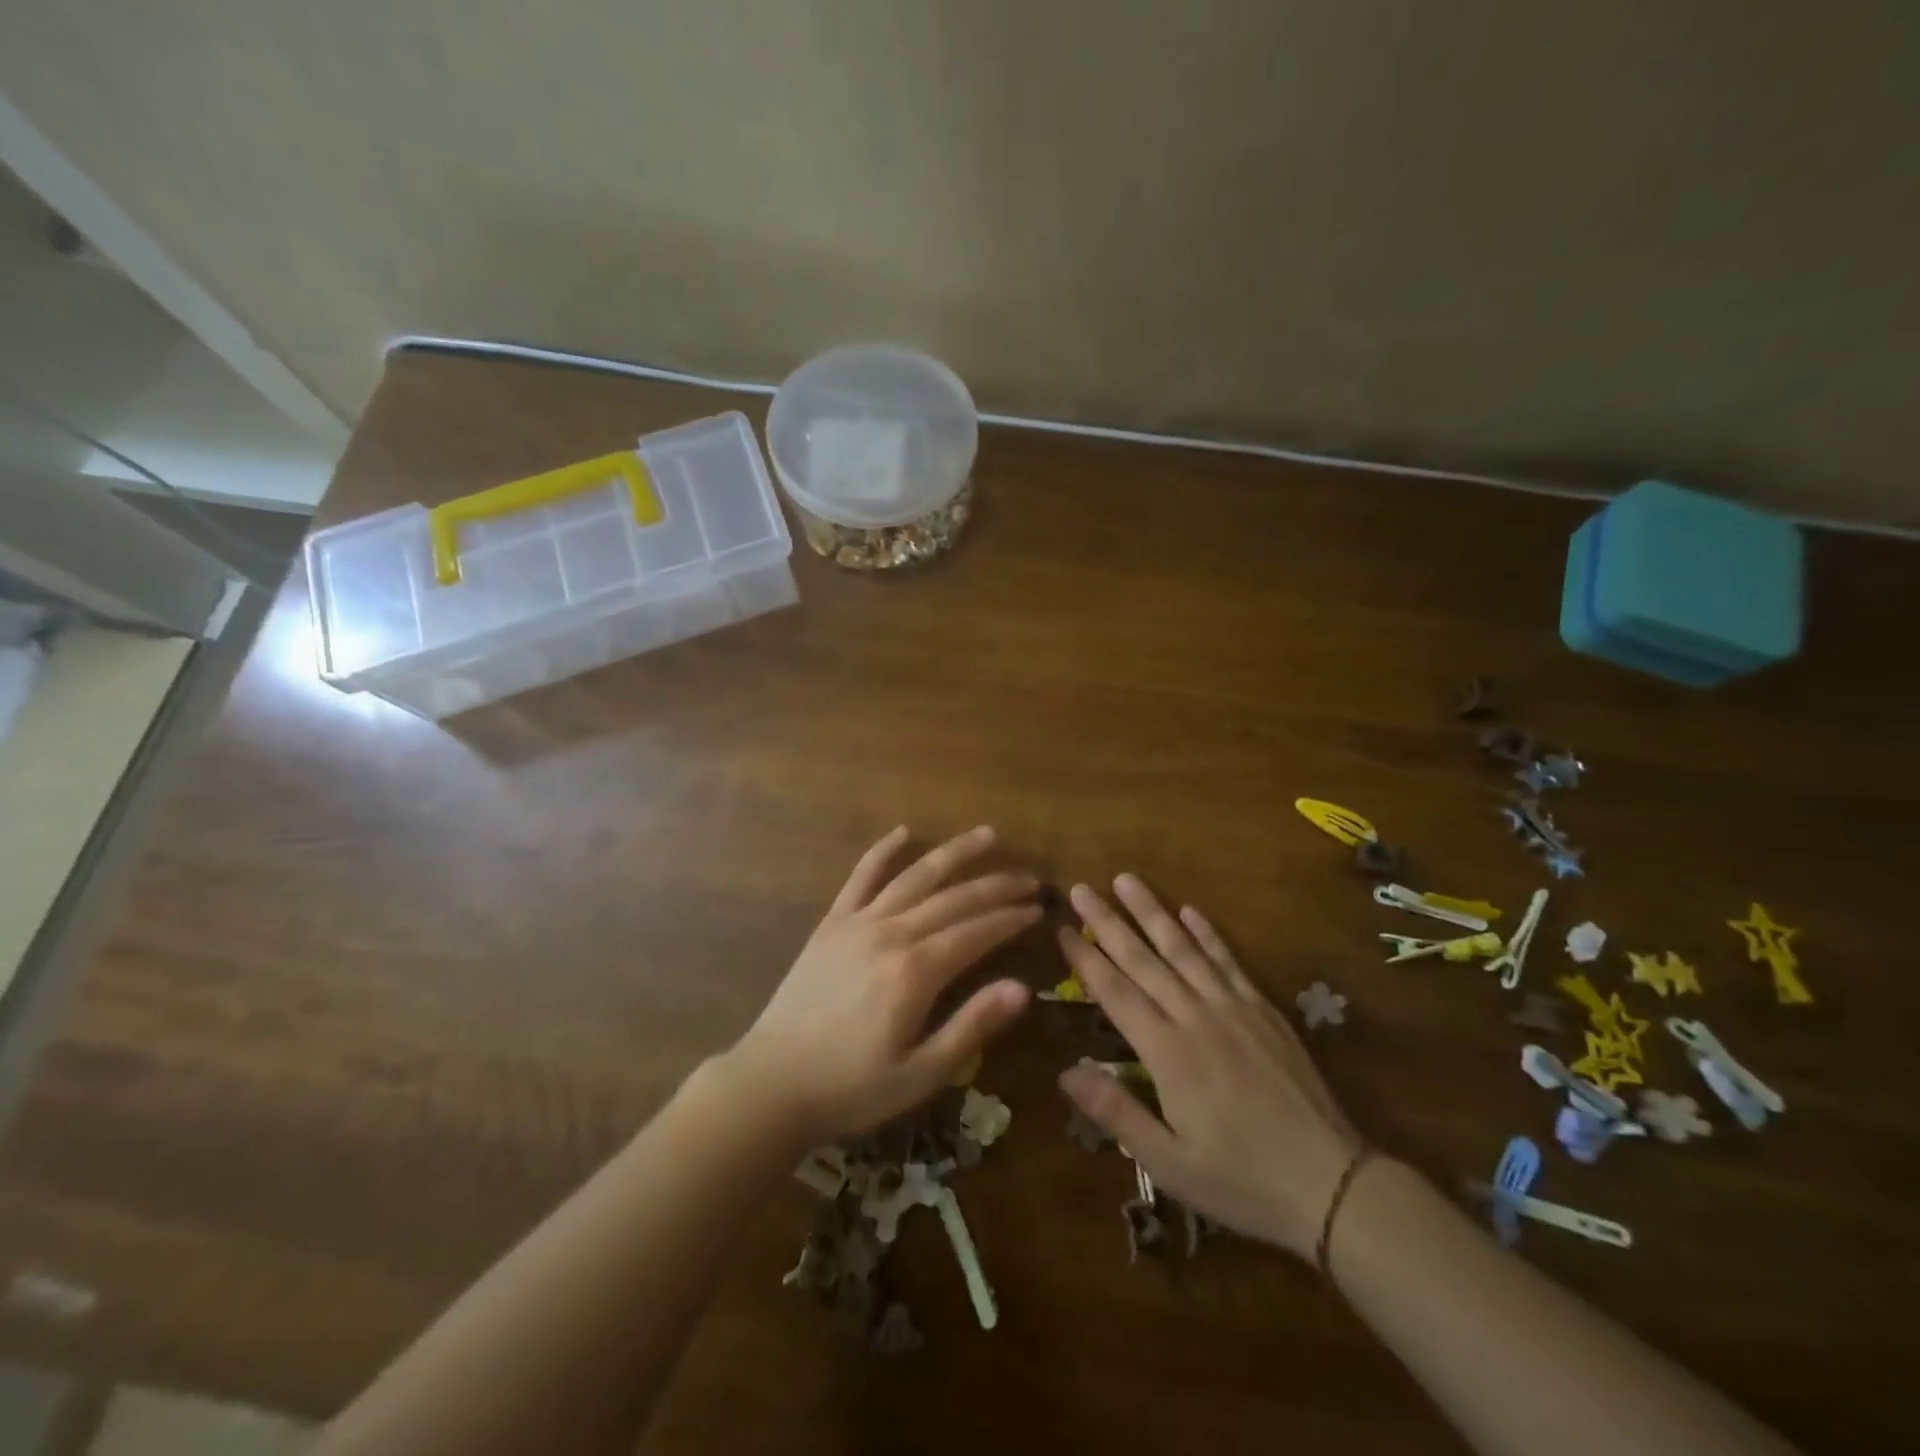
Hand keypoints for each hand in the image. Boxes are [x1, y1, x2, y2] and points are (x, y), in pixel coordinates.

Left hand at [721, 826, 1037, 1143]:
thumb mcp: (920, 1074)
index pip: (977, 932)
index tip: (1038, 909)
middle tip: (1030, 879)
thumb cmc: (852, 1087)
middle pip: (954, 898)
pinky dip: (883, 851)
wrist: (772, 1082)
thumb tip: (1024, 989)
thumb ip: (972, 1026)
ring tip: (987, 835)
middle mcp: (891, 933)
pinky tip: (903, 831)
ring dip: (954, 853)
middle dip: (996, 885)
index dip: (1010, 919)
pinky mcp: (832, 922)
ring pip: (915, 876)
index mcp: (916, 972)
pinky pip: (861, 876)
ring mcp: (858, 922)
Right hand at [1056, 875, 1364, 1260]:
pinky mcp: (1263, 1011)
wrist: (1331, 1183)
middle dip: (1108, 922)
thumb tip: (1065, 1070)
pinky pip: (1229, 962)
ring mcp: (1233, 1008)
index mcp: (1167, 1052)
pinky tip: (1190, 911)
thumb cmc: (1241, 1179)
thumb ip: (1116, 1112)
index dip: (1085, 959)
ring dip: (1152, 912)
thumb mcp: (1169, 1163)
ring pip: (1184, 949)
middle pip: (1143, 959)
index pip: (1115, 992)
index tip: (1061, 928)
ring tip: (1127, 880)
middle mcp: (1195, 1016)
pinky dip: (1207, 934)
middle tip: (1082, 888)